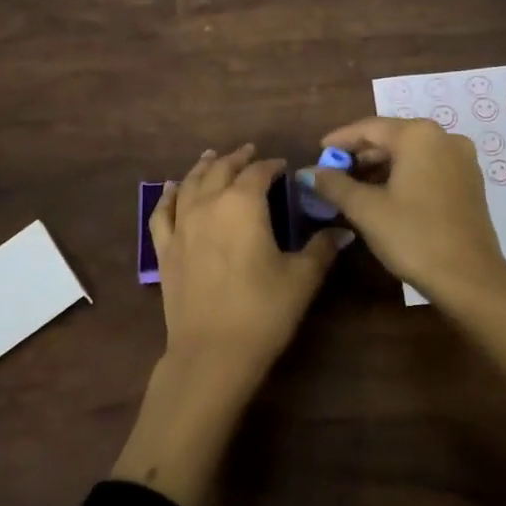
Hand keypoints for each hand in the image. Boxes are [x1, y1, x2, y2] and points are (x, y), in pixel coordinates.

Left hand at [151, 143, 348, 382]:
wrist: (212, 353)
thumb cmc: (263, 311)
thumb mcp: (302, 278)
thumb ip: (321, 248)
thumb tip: (342, 231)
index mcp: (243, 204)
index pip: (258, 172)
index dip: (271, 165)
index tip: (283, 166)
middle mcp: (208, 205)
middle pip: (221, 170)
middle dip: (237, 158)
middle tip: (250, 152)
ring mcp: (181, 226)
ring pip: (190, 184)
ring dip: (204, 167)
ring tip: (212, 157)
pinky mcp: (165, 250)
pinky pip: (163, 212)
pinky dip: (168, 196)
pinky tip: (172, 189)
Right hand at [300, 118, 505, 305]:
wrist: (469, 278)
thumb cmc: (413, 236)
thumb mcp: (366, 209)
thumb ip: (334, 184)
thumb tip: (308, 172)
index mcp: (419, 135)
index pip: (369, 128)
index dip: (340, 139)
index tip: (318, 150)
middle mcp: (444, 138)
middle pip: (392, 137)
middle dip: (361, 154)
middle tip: (333, 172)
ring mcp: (462, 160)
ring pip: (411, 154)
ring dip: (381, 166)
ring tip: (354, 187)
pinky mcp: (470, 182)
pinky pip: (428, 167)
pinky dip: (404, 175)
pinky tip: (385, 195)